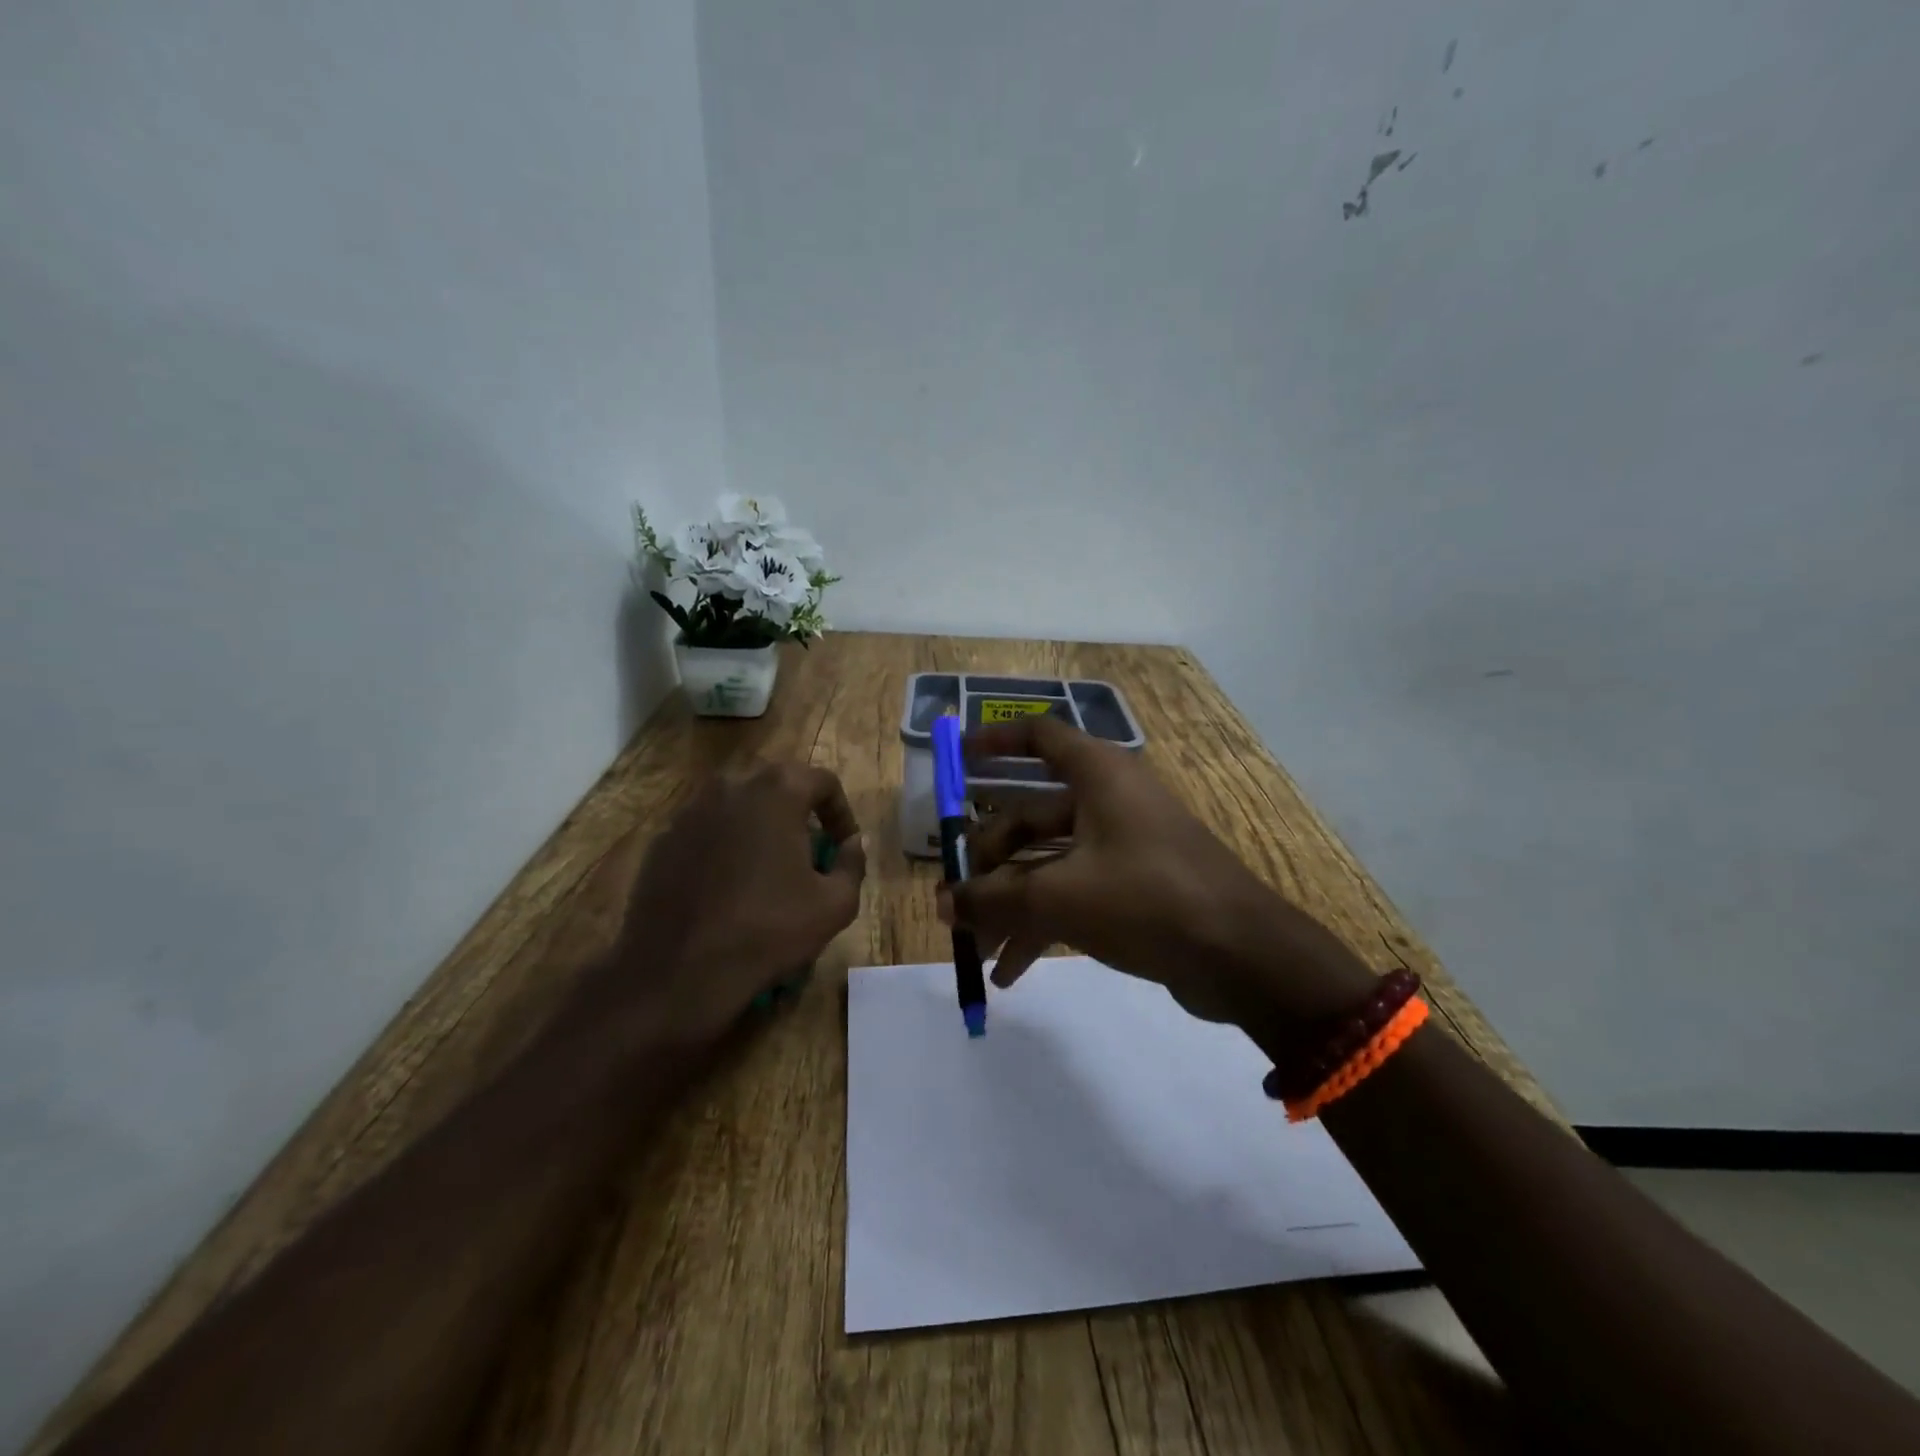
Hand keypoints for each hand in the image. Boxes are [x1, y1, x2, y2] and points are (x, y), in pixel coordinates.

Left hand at [602, 762, 866, 1044]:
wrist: (677, 971)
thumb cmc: (767, 930)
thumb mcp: (835, 904)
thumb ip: (853, 862)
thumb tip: (853, 843)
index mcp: (777, 791)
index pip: (823, 781)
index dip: (841, 813)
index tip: (843, 847)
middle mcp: (730, 786)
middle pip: (778, 788)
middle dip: (799, 816)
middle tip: (809, 856)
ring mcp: (689, 811)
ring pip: (739, 808)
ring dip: (759, 829)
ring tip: (767, 871)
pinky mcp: (662, 840)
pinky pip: (706, 832)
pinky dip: (724, 847)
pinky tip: (727, 888)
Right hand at [939, 718, 1370, 1033]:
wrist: (1243, 957)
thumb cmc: (1147, 899)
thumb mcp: (1060, 896)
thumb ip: (994, 897)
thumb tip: (940, 902)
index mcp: (1098, 775)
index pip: (1039, 737)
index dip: (995, 742)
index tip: (957, 760)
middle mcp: (1108, 800)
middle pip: (1030, 815)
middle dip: (990, 861)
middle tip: (957, 900)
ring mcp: (1122, 845)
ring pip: (1048, 863)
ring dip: (1010, 904)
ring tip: (977, 950)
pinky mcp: (1133, 887)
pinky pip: (1073, 894)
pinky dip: (1041, 925)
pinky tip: (1011, 971)